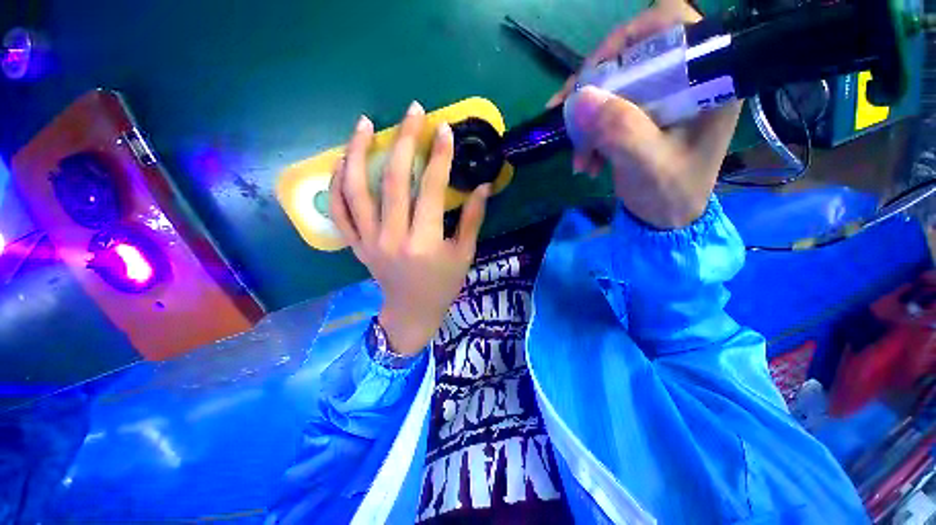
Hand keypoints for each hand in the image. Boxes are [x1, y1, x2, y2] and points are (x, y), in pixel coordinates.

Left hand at [330, 102, 490, 354]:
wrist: (412, 311)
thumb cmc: (443, 285)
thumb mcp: (464, 254)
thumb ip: (473, 219)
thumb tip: (483, 186)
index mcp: (425, 242)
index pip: (431, 190)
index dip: (439, 157)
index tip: (444, 130)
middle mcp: (393, 238)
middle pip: (394, 181)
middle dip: (404, 141)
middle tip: (412, 112)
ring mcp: (369, 241)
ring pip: (356, 190)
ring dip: (358, 152)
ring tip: (364, 123)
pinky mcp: (356, 245)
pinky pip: (339, 210)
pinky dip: (336, 183)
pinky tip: (343, 160)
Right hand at [548, 0, 741, 228]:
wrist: (664, 218)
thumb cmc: (669, 193)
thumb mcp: (648, 165)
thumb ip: (621, 131)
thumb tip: (580, 99)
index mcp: (707, 80)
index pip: (670, 25)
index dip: (627, 38)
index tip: (593, 72)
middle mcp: (685, 80)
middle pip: (631, 55)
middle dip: (593, 87)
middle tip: (566, 113)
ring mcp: (660, 98)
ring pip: (612, 85)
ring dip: (586, 118)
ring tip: (577, 155)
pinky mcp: (641, 115)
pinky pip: (606, 109)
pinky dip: (588, 132)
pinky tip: (583, 158)